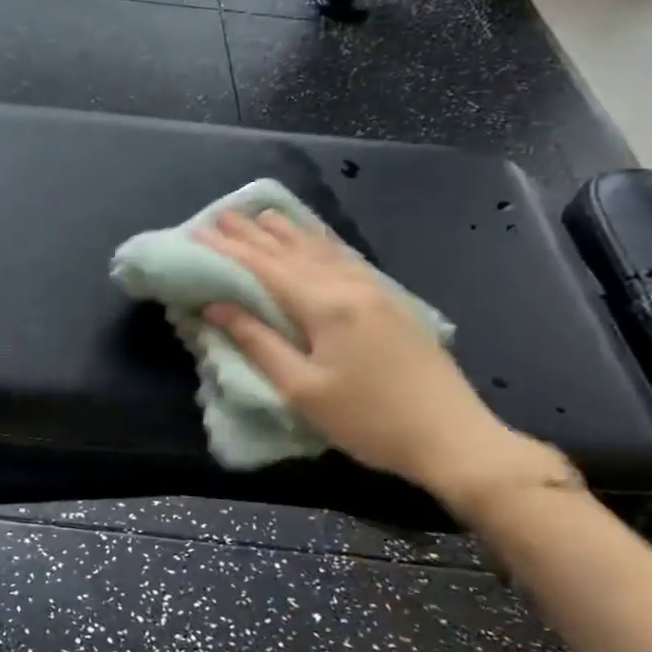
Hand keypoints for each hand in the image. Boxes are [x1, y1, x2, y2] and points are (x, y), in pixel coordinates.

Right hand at [195, 210, 563, 516]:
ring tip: (261, 214)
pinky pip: (346, 259)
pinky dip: (322, 243)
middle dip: (252, 234)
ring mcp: (375, 291)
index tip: (197, 232)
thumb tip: (215, 306)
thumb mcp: (302, 389)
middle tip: (220, 214)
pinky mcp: (391, 302)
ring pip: (322, 250)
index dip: (228, 250)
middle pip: (291, 252)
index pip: (264, 268)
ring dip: (287, 232)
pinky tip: (315, 239)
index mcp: (325, 305)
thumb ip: (257, 342)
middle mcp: (349, 286)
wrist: (454, 438)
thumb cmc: (369, 420)